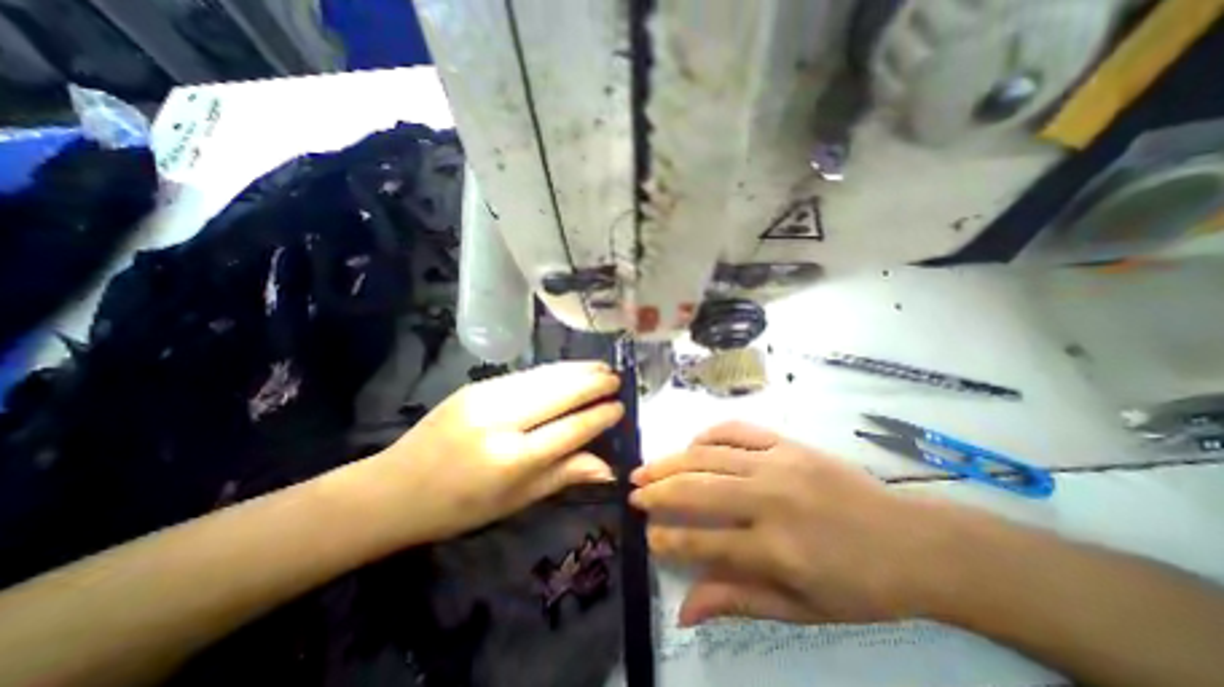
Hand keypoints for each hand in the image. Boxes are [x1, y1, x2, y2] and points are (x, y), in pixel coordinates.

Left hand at [351, 359, 623, 546]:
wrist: (395, 488)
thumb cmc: (460, 507)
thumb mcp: (516, 501)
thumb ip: (564, 475)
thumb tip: (608, 468)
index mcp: (512, 460)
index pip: (570, 430)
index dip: (599, 417)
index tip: (620, 407)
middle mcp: (501, 421)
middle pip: (560, 394)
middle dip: (594, 384)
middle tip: (616, 378)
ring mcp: (486, 397)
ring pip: (545, 377)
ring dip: (577, 370)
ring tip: (601, 367)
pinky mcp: (477, 385)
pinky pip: (526, 374)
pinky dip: (554, 370)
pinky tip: (569, 369)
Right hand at [630, 421, 956, 625]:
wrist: (913, 540)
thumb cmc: (860, 584)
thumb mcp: (802, 610)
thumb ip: (738, 600)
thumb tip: (684, 610)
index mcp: (777, 548)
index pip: (704, 542)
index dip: (668, 540)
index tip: (648, 537)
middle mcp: (770, 499)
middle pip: (697, 490)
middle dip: (657, 492)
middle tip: (633, 493)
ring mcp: (778, 463)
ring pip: (709, 456)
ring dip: (671, 461)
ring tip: (646, 467)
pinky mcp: (787, 442)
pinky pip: (736, 429)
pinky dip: (708, 435)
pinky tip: (692, 445)